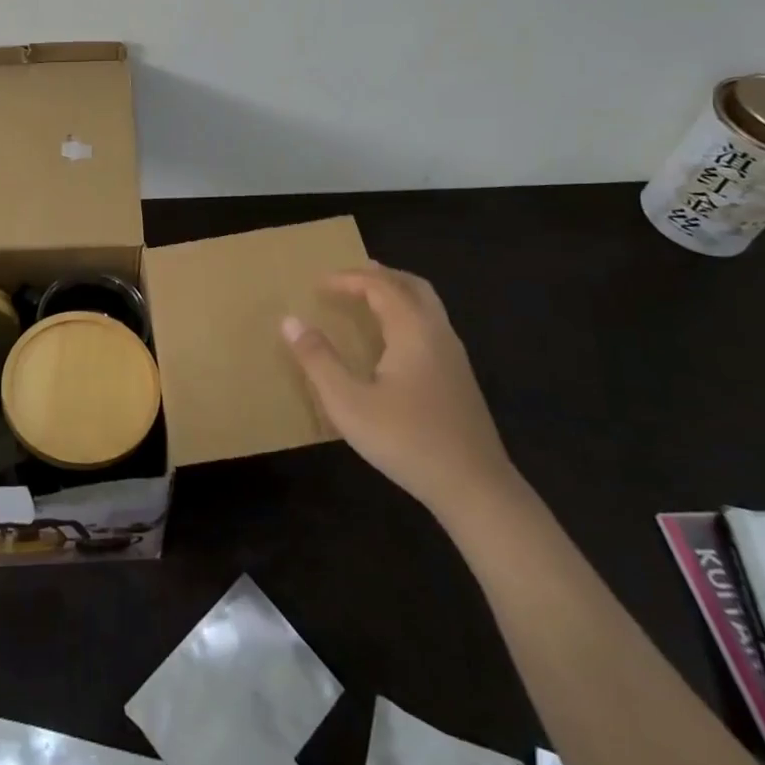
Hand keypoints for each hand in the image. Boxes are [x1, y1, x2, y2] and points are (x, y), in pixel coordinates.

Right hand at [283, 262, 519, 517]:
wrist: (475, 488)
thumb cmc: (406, 440)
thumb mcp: (349, 403)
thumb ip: (318, 360)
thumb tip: (290, 320)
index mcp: (412, 330)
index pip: (379, 286)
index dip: (348, 279)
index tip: (318, 284)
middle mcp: (438, 332)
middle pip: (411, 285)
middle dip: (379, 275)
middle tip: (348, 279)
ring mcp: (454, 356)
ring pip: (426, 305)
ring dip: (396, 293)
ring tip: (368, 301)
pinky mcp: (460, 378)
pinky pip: (431, 326)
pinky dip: (407, 314)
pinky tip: (393, 342)